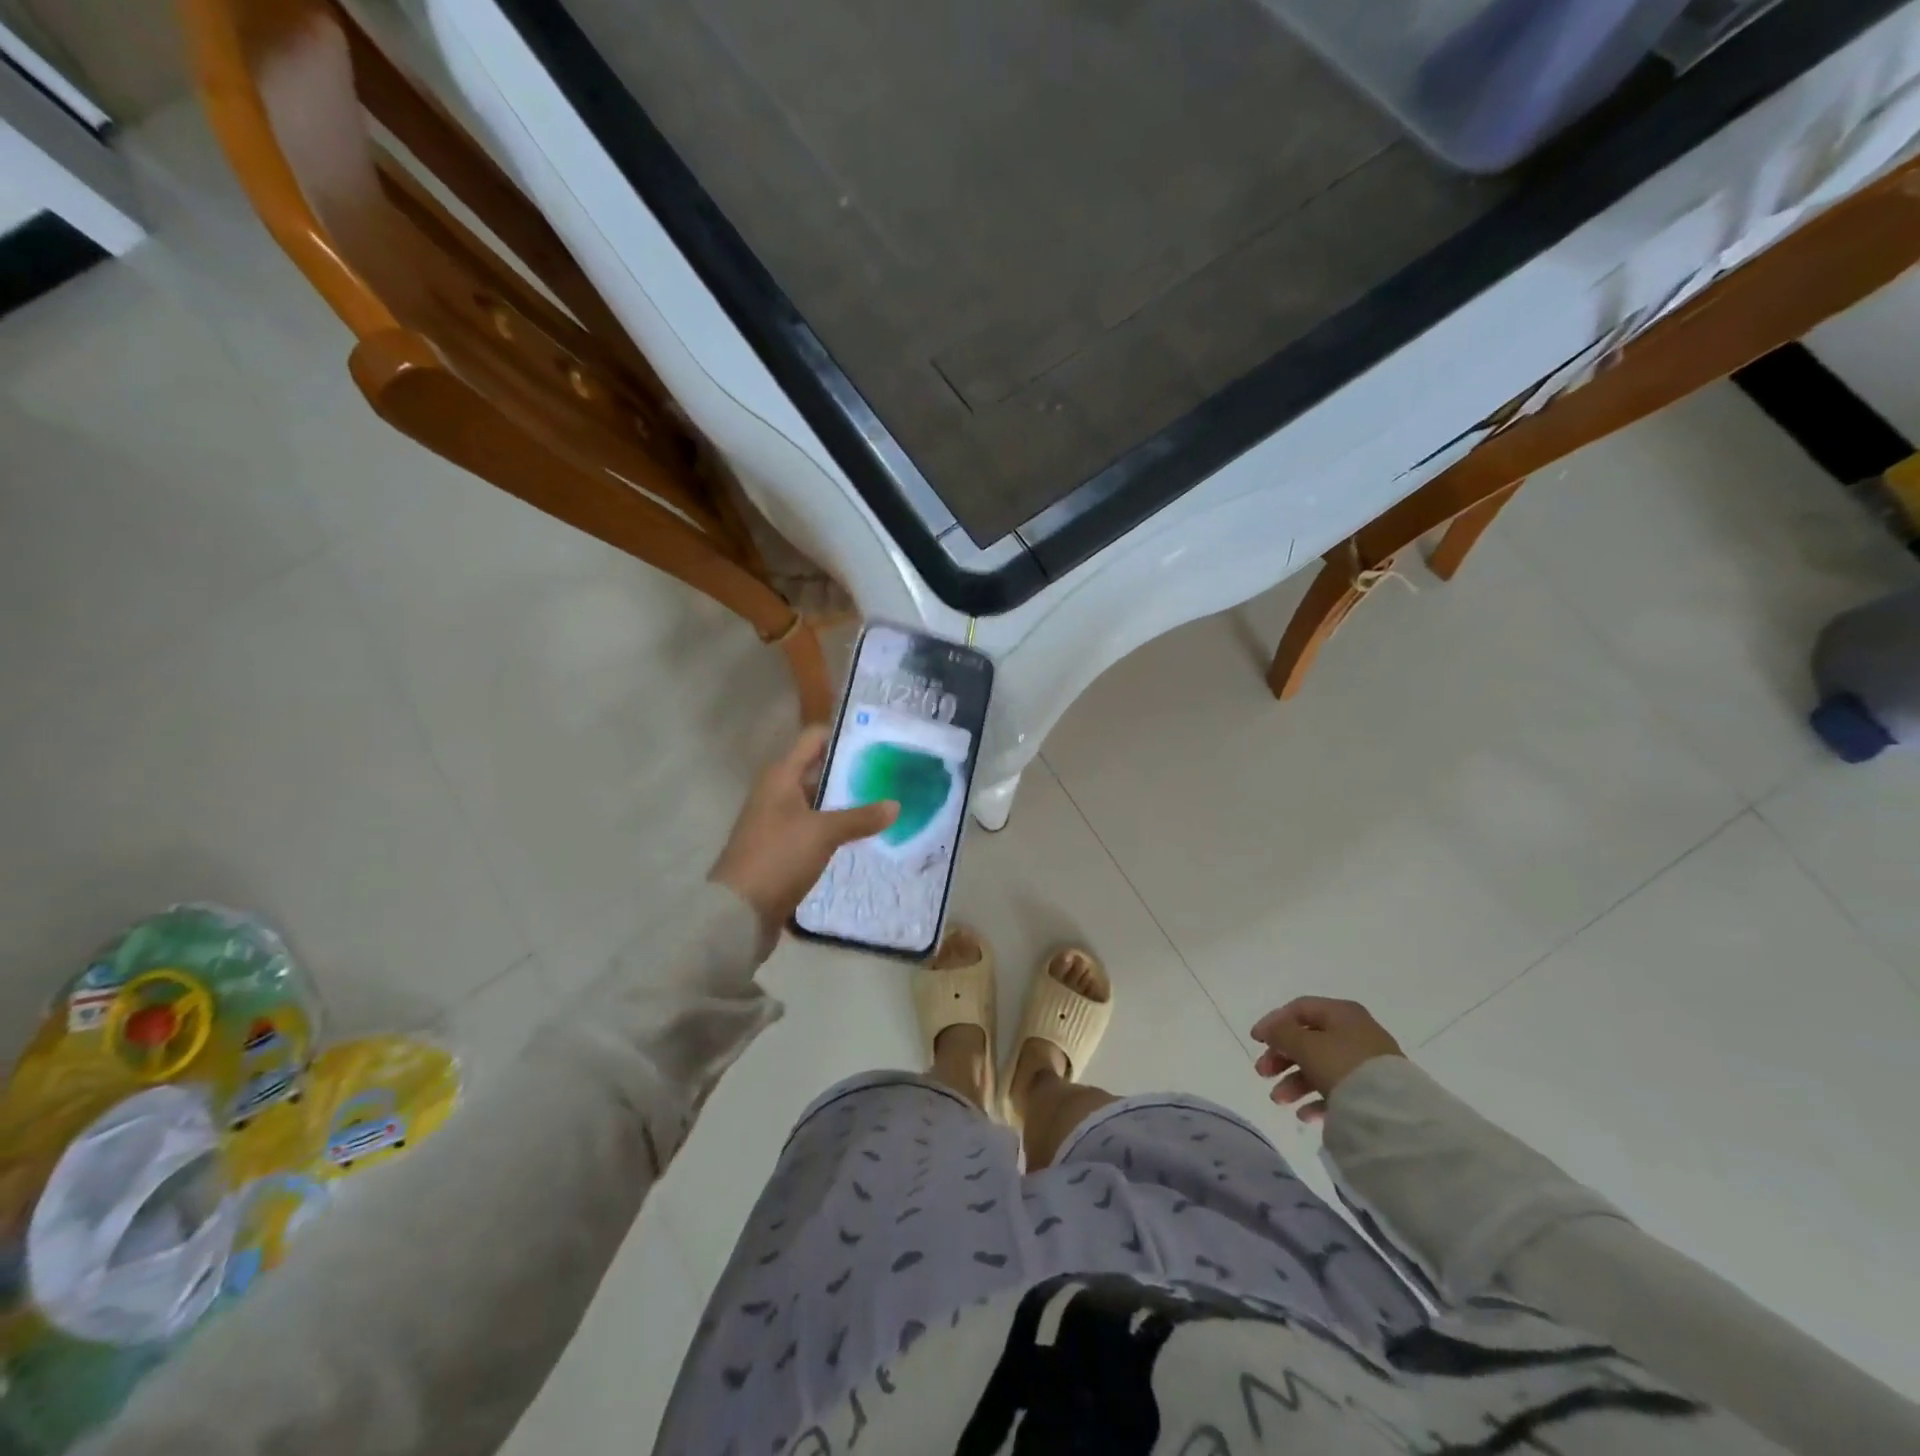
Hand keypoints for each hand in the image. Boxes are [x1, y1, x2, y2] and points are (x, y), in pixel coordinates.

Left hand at [709, 726, 898, 935]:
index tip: (876, 740)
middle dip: (851, 771)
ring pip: (817, 800)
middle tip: (889, 774)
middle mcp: (776, 791)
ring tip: (883, 802)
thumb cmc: (778, 857)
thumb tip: (896, 805)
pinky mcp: (781, 846)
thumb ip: (860, 817)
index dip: (842, 736)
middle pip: (817, 769)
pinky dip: (835, 826)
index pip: (813, 739)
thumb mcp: (824, 833)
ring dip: (845, 801)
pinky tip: (861, 834)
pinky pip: (814, 826)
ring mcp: (777, 820)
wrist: (738, 911)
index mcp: (780, 775)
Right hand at [1252, 997, 1403, 1124]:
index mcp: (1341, 1013)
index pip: (1299, 1009)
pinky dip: (1316, 1099)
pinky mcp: (1373, 1092)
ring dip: (1294, 1081)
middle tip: (1262, 1074)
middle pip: (1308, 1040)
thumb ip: (1281, 1033)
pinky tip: (1304, 1115)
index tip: (1254, 1042)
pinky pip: (1337, 1090)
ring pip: (1320, 1067)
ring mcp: (1366, 1064)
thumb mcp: (1305, 1044)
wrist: (1393, 1113)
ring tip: (1279, 1101)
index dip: (1273, 1022)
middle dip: (1281, 1058)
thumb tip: (1268, 1030)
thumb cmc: (1343, 1066)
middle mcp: (1355, 1033)